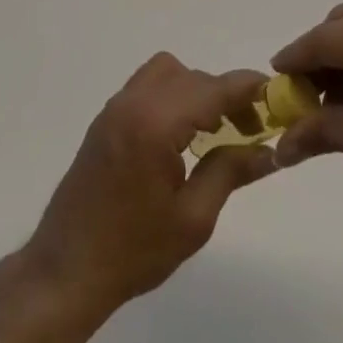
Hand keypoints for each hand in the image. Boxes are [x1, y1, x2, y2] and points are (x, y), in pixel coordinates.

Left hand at [23, 54, 276, 317]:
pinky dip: (172, 95)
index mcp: (156, 124)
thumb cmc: (133, 251)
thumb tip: (269, 151)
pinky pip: (148, 85)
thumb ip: (230, 172)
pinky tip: (182, 134)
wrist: (67, 270)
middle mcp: (134, 102)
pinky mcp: (106, 118)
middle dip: (225, 95)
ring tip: (214, 128)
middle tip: (250, 128)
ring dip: (196, 90)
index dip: (247, 88)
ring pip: (168, 72)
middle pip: (192, 77)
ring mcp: (116, 106)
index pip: (212, 89)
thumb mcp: (193, 220)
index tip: (276, 94)